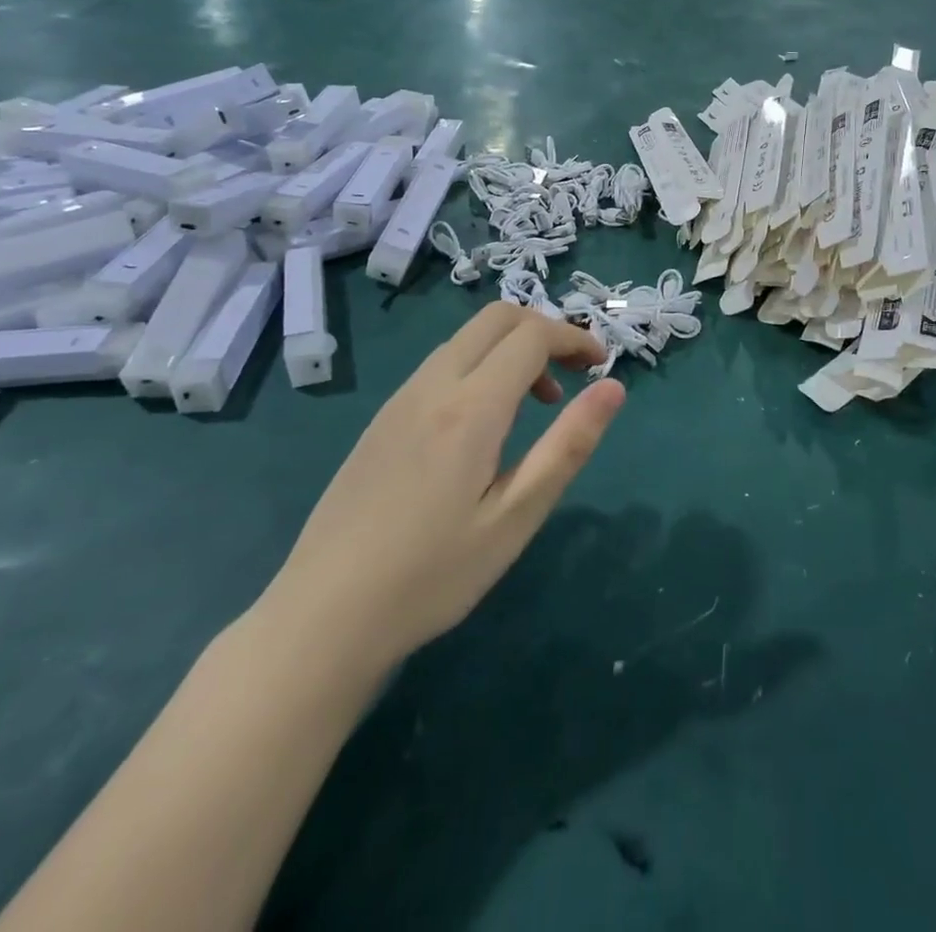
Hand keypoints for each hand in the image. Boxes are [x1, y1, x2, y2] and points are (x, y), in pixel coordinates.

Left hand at [261, 304, 625, 693]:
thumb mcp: (516, 517)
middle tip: (573, 373)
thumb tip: (614, 388)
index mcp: (470, 407)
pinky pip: (442, 364)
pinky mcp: (382, 419)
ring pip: (467, 338)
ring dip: (511, 348)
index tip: (602, 366)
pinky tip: (484, 425)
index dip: (575, 338)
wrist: (322, 617)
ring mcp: (401, 399)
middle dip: (545, 329)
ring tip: (536, 404)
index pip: (533, 335)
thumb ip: (568, 445)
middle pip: (497, 318)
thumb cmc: (433, 574)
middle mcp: (433, 386)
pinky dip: (480, 366)